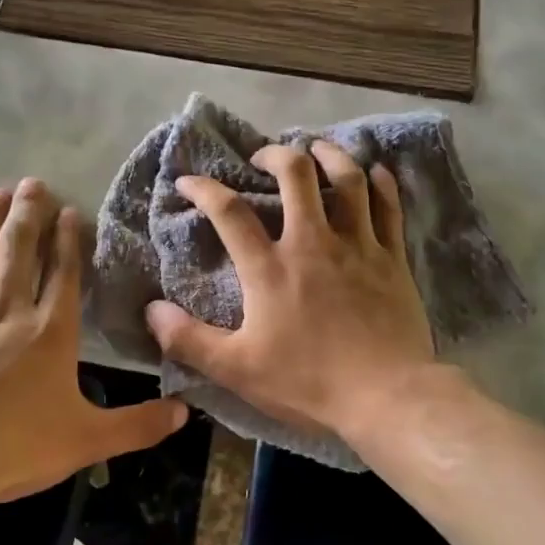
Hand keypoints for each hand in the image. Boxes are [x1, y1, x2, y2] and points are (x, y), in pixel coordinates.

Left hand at [0, 179, 186, 507]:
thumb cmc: (13, 448)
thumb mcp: (86, 441)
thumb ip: (137, 426)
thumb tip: (185, 414)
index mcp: (50, 331)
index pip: (63, 273)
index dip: (67, 239)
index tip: (68, 209)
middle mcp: (7, 309)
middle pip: (20, 249)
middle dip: (28, 213)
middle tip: (32, 183)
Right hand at [144, 142, 435, 446]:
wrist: (386, 396)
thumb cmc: (308, 382)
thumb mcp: (237, 369)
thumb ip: (189, 340)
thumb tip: (151, 311)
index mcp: (270, 268)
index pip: (229, 212)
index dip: (204, 189)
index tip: (188, 181)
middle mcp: (313, 242)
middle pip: (295, 175)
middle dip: (275, 155)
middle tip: (262, 159)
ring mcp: (358, 245)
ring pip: (347, 180)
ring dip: (329, 155)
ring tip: (316, 148)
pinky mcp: (392, 258)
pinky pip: (388, 207)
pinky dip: (380, 183)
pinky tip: (374, 171)